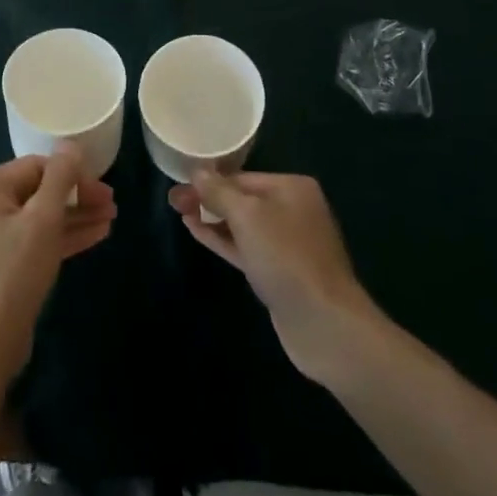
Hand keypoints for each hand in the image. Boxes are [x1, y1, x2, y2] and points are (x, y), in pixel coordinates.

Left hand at [0, 146, 115, 373]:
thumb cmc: (14, 272)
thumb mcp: (43, 219)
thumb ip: (60, 177)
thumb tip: (70, 144)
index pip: (36, 166)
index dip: (73, 174)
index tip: (104, 189)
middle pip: (38, 191)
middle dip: (77, 197)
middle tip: (112, 204)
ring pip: (39, 218)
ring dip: (75, 217)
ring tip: (111, 219)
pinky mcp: (0, 265)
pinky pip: (34, 240)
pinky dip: (61, 237)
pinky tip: (95, 235)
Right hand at [170, 171, 378, 383]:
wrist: (324, 324)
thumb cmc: (286, 257)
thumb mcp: (247, 215)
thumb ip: (219, 191)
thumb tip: (197, 171)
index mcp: (292, 188)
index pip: (242, 176)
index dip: (208, 180)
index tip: (178, 184)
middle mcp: (293, 210)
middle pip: (242, 199)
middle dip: (208, 200)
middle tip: (172, 202)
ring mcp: (288, 244)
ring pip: (242, 225)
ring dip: (212, 219)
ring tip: (181, 214)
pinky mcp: (280, 273)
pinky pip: (246, 248)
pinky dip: (223, 240)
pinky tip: (197, 233)